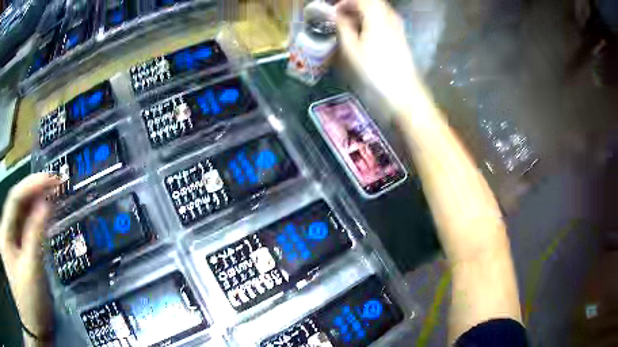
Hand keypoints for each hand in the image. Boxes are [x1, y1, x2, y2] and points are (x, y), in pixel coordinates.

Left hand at [1, 173, 59, 342]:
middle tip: (54, 188)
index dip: (32, 185)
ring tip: (49, 202)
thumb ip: (35, 237)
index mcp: (4, 231)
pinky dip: (29, 225)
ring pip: (17, 218)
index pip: (15, 198)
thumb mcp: (31, 274)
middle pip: (15, 206)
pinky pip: (18, 231)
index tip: (53, 178)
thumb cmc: (30, 305)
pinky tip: (38, 223)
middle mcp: (3, 228)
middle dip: (33, 196)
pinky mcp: (11, 251)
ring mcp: (6, 239)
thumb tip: (46, 205)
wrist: (36, 327)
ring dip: (31, 210)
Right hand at [335, 0, 422, 112]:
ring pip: (379, 8)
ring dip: (363, 10)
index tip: (333, 10)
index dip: (344, 2)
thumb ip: (343, 26)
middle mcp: (389, 16)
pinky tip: (364, 29)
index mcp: (376, 17)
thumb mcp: (352, 49)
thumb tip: (335, 14)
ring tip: (350, 21)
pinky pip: (385, 16)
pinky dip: (372, 17)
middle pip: (371, 1)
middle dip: (354, 4)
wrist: (402, 88)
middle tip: (340, 14)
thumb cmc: (375, 70)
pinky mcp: (400, 34)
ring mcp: (397, 25)